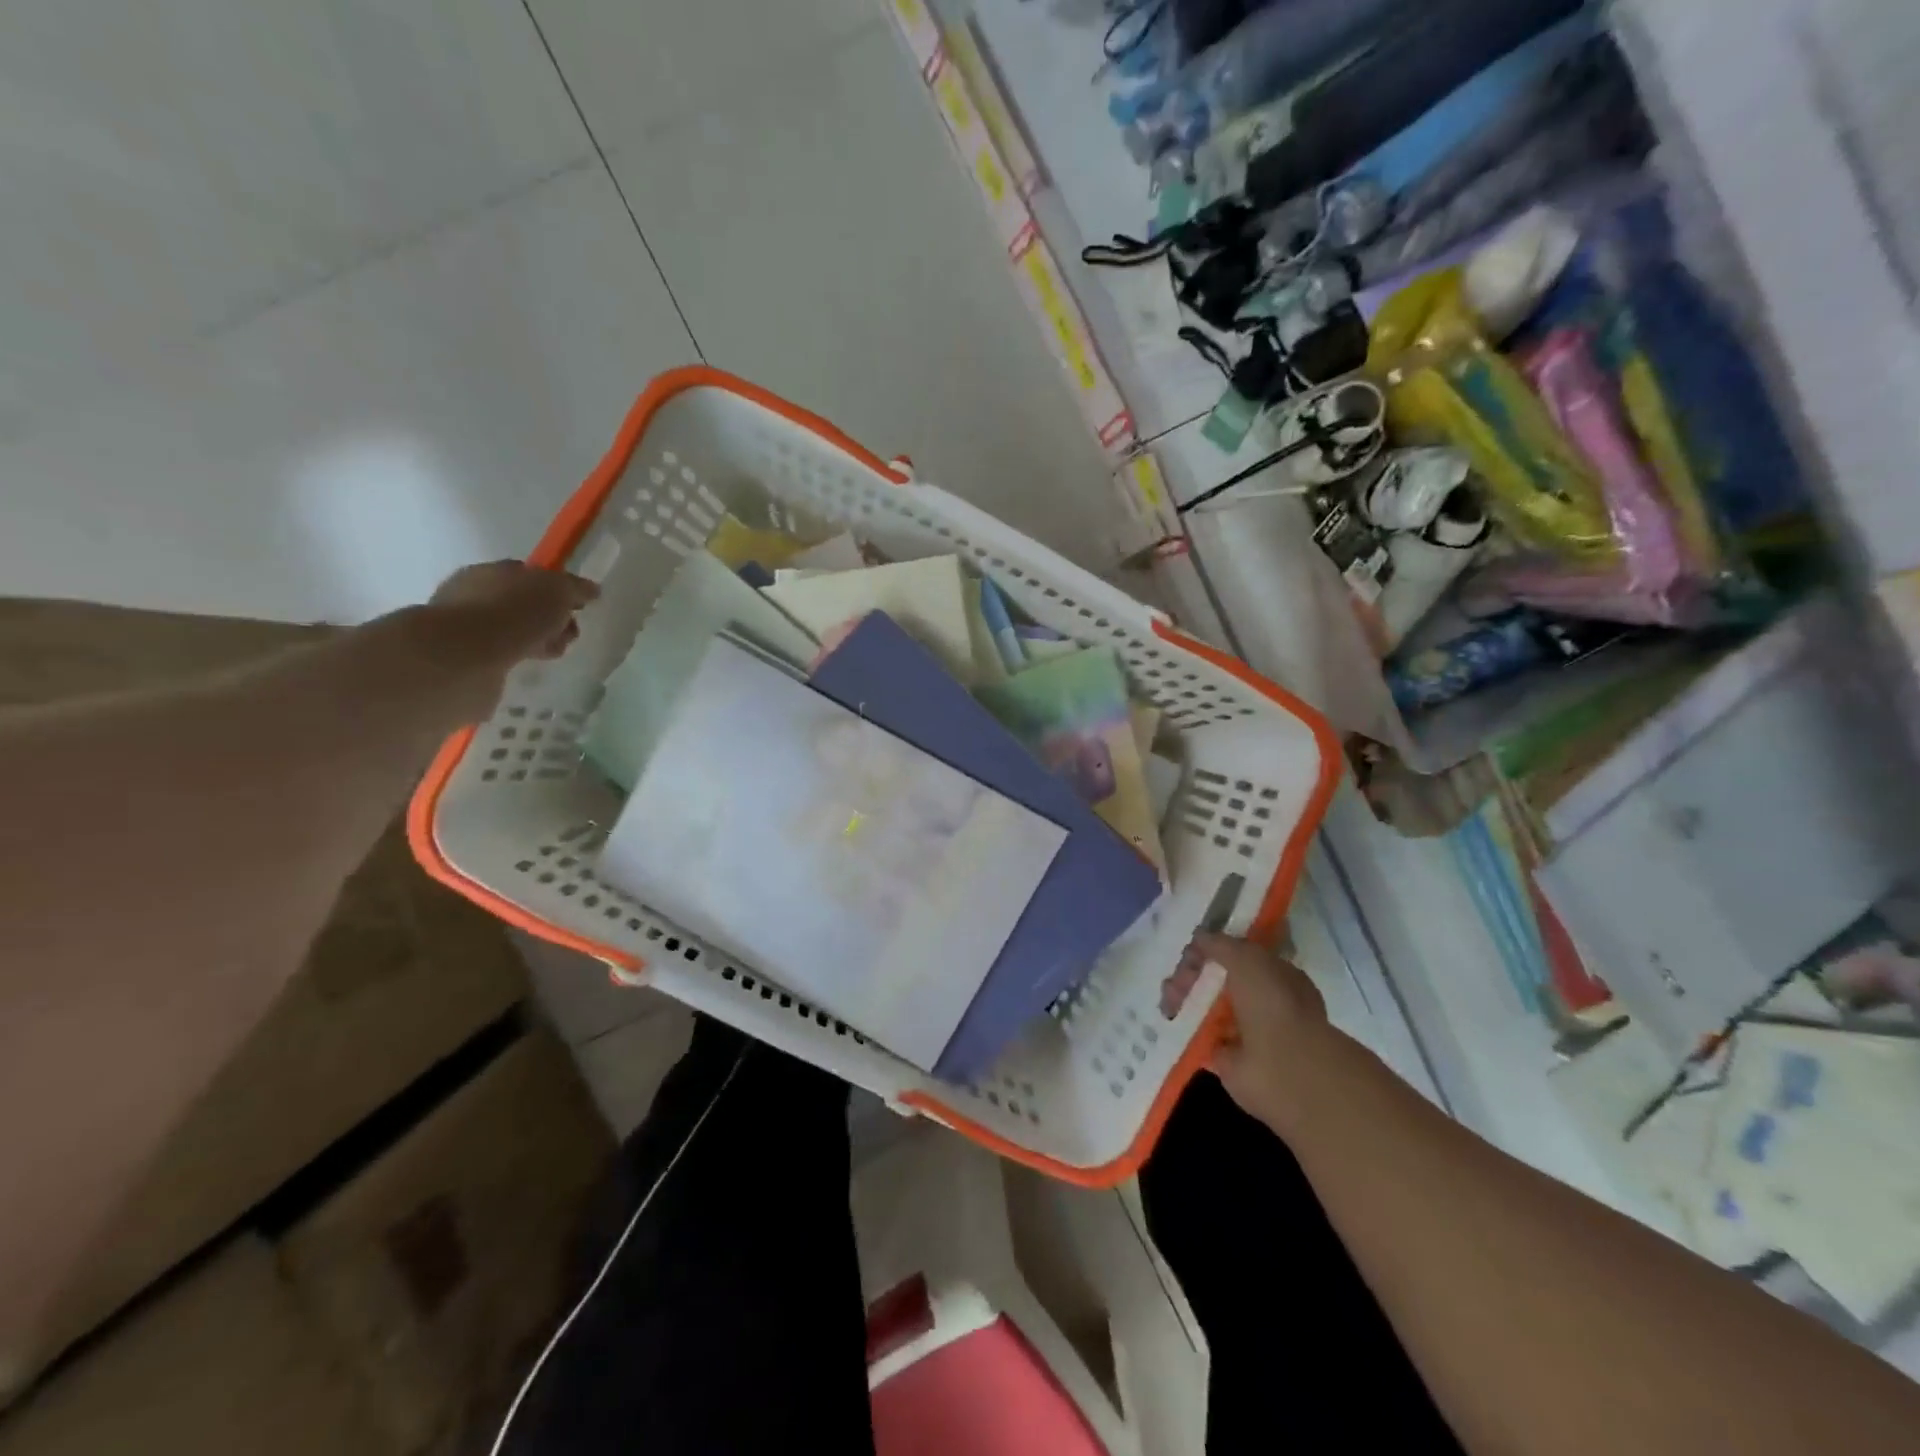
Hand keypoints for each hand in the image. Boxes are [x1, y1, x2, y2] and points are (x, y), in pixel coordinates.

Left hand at [419, 561, 597, 720]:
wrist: (464, 656)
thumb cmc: (513, 612)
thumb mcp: (556, 590)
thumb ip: (574, 588)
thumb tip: (590, 590)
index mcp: (492, 571)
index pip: (529, 576)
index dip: (556, 591)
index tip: (577, 610)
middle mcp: (472, 594)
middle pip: (519, 605)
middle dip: (546, 620)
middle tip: (566, 638)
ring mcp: (462, 628)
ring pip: (509, 632)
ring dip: (531, 642)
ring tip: (548, 656)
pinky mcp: (460, 660)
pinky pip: (497, 657)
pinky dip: (513, 660)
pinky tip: (524, 667)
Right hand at [1164, 931, 1330, 1131]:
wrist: (1284, 1069)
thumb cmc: (1272, 1005)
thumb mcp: (1246, 958)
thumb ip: (1220, 944)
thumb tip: (1199, 937)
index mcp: (1275, 975)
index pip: (1238, 955)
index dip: (1212, 949)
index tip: (1190, 950)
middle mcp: (1262, 1002)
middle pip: (1218, 980)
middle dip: (1193, 974)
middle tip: (1176, 979)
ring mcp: (1244, 1032)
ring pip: (1206, 1006)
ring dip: (1184, 998)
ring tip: (1168, 1000)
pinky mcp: (1226, 1059)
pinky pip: (1198, 1036)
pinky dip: (1182, 1027)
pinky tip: (1168, 1018)